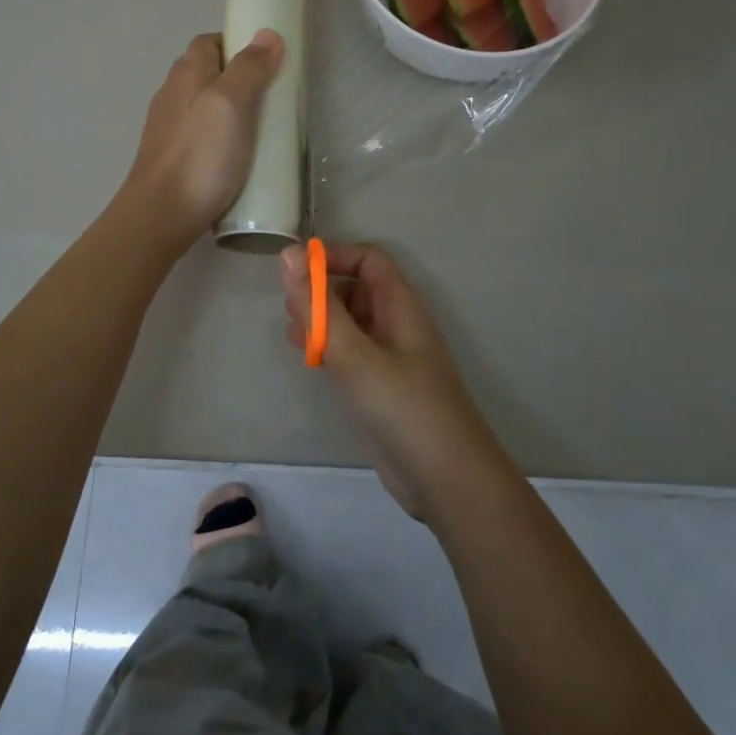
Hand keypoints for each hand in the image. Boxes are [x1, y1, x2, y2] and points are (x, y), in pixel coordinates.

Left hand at [125, 30, 284, 246]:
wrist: (160, 215)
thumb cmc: (200, 156)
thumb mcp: (231, 104)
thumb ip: (249, 69)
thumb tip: (267, 34)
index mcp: (185, 74)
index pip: (208, 42)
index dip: (237, 44)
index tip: (267, 62)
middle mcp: (171, 94)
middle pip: (206, 72)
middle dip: (237, 78)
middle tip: (270, 97)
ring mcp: (168, 128)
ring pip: (202, 105)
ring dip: (229, 110)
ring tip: (258, 128)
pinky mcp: (171, 157)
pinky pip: (199, 134)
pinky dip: (219, 136)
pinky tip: (235, 156)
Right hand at [279, 241, 508, 519]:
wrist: (447, 480)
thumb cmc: (403, 407)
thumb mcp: (354, 354)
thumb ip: (318, 306)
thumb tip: (287, 254)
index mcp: (400, 304)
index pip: (367, 259)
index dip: (332, 256)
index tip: (294, 271)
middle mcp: (396, 323)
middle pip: (356, 287)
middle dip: (321, 288)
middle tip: (288, 306)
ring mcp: (389, 356)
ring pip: (350, 321)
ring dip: (320, 318)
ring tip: (291, 330)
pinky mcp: (380, 386)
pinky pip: (350, 351)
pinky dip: (326, 346)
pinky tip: (305, 355)